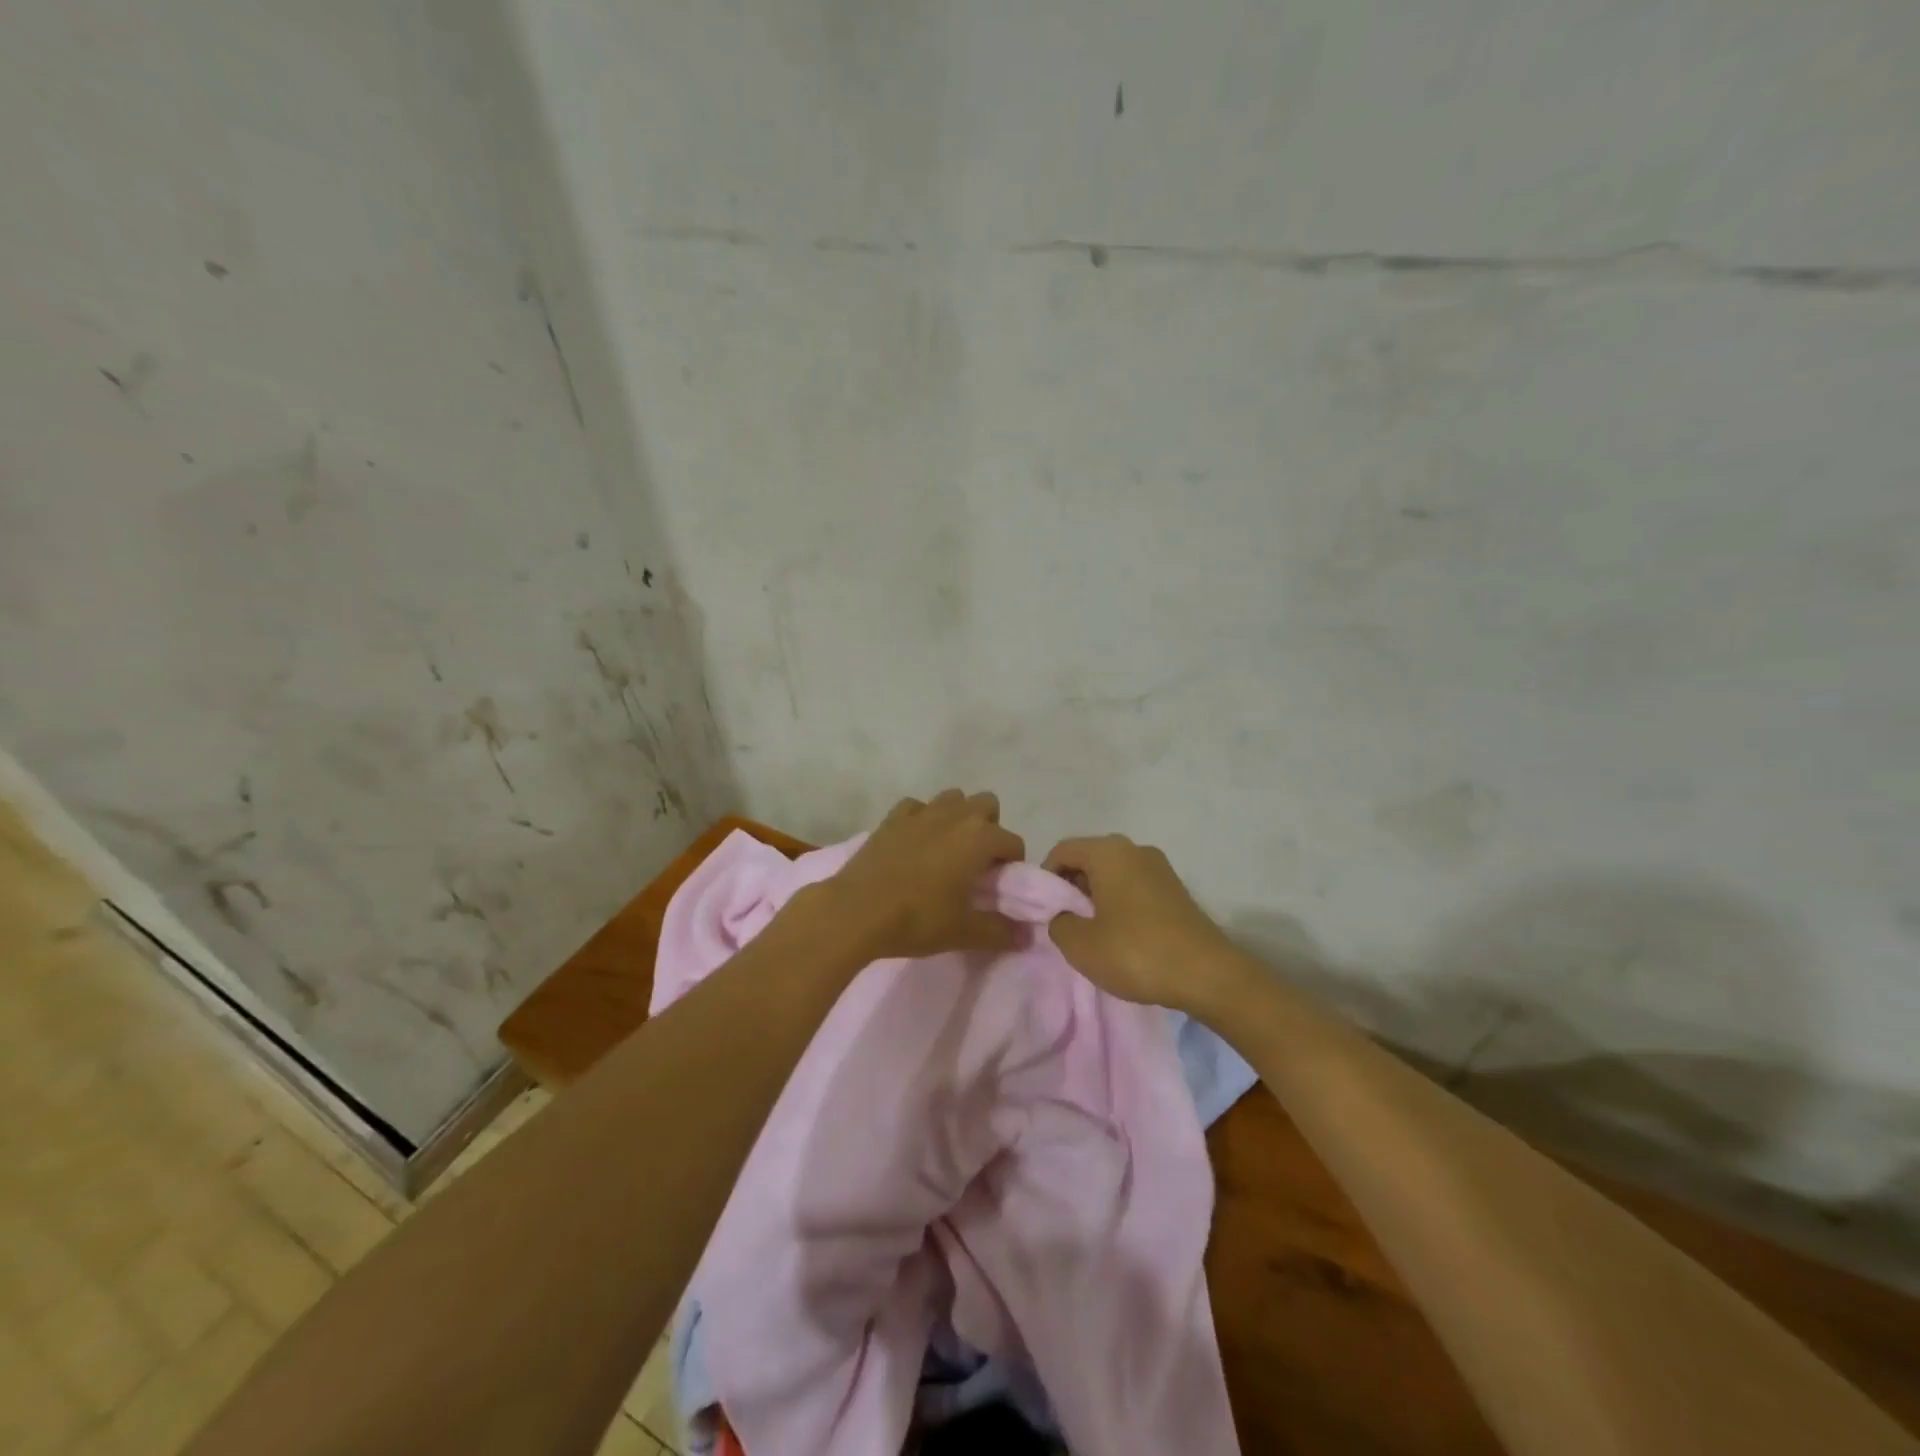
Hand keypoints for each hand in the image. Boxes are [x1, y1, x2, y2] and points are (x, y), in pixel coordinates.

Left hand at [804, 790, 1025, 960]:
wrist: (855, 911)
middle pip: (987, 805)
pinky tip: (916, 842)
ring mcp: (921, 812)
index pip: (1012, 842)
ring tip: (949, 849)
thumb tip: (1027, 937)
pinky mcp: (892, 817)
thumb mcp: (963, 932)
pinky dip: (923, 818)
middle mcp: (955, 815)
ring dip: (958, 816)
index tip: (1000, 886)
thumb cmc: (916, 919)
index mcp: (979, 838)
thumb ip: (1000, 932)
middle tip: (978, 863)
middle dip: (990, 828)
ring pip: (953, 798)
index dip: (1012, 864)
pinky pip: (917, 806)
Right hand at [1043, 835, 1241, 1010]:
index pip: (1062, 850)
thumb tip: (1064, 916)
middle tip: (1065, 923)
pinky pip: (1134, 886)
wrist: (1208, 975)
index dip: (1045, 878)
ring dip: (1096, 897)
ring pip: (1112, 874)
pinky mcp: (1176, 890)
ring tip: (1092, 933)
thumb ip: (1058, 923)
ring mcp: (1160, 868)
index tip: (1043, 910)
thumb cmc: (1136, 953)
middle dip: (1071, 887)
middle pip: (1088, 859)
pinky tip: (1121, 936)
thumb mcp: (1080, 945)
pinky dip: (1119, 903)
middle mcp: (1135, 849)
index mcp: (1108, 852)